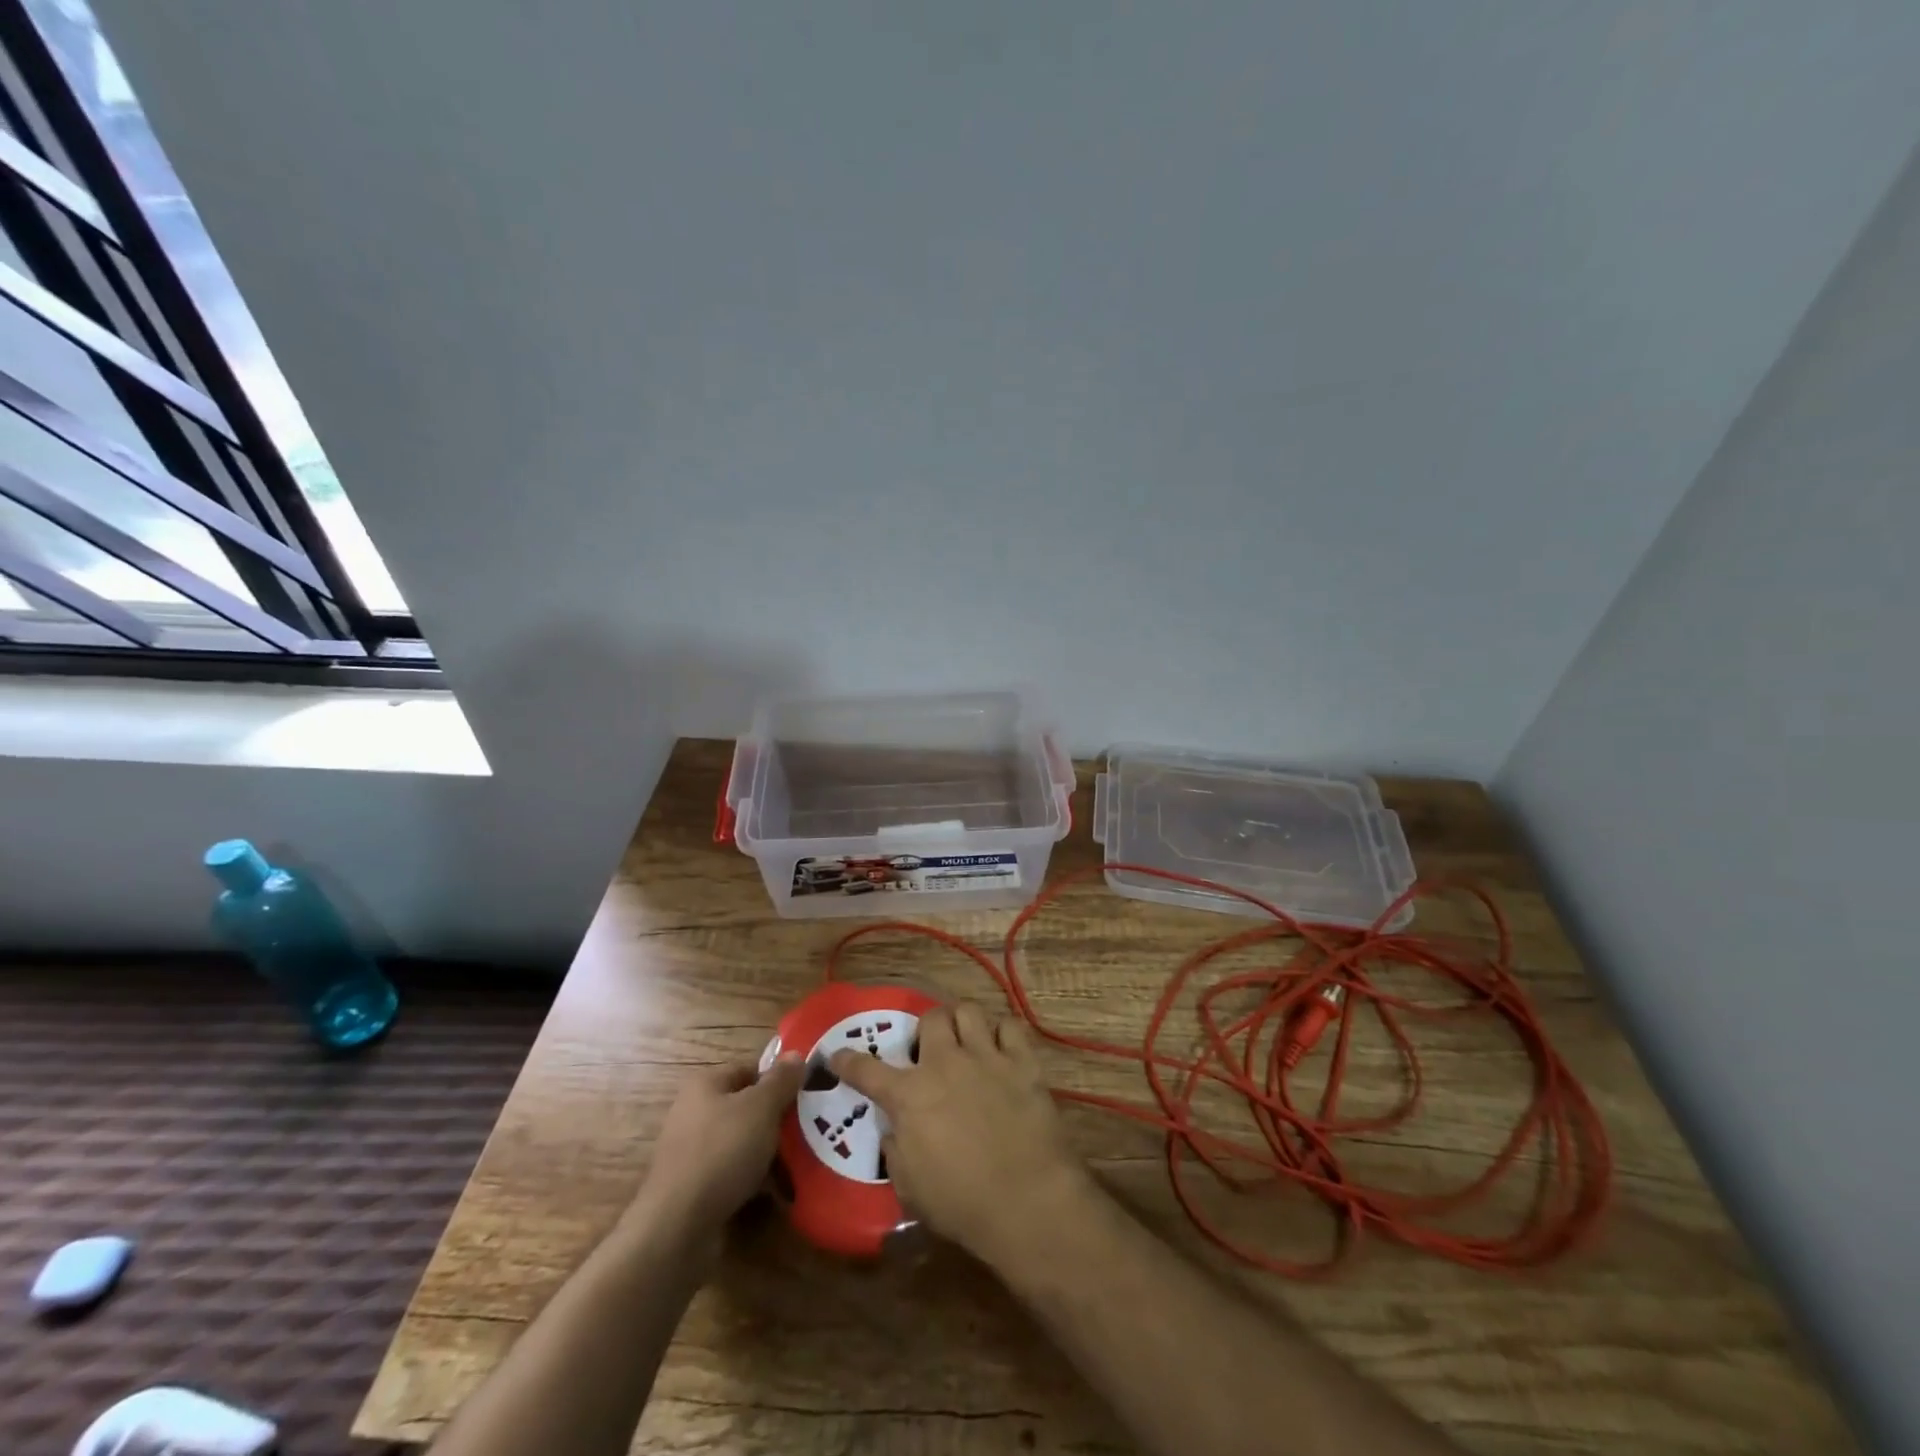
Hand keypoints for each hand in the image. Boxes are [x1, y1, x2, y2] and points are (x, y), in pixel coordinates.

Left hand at [632, 1054, 804, 1235]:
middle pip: (746, 1108)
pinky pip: (733, 1175)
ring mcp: (692, 1154)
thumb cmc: (722, 1152)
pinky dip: (755, 1181)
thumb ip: (781, 1080)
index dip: (778, 1079)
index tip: (806, 1095)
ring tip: (802, 1162)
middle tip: (810, 1128)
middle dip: (777, 1119)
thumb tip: (796, 1054)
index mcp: (705, 1085)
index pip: (749, 1070)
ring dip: (769, 1153)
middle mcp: (694, 1114)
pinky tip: (779, 1192)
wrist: (677, 1227)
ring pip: (742, 1144)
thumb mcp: (761, 1107)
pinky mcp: (695, 1190)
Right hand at [832, 1002, 1093, 1265]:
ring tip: (966, 1041)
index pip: (867, 1070)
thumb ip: (895, 1149)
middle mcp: (945, 1063)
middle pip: (930, 1018)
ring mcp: (986, 1057)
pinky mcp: (1022, 1061)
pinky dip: (1003, 1034)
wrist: (1026, 1201)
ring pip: (968, 1010)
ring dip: (963, 1022)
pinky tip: (1002, 1050)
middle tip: (929, 1050)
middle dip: (926, 1029)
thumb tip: (894, 1128)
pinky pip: (1010, 1026)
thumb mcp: (909, 1187)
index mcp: (910, 1095)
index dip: (848, 1061)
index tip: (837, 1055)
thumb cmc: (961, 1203)